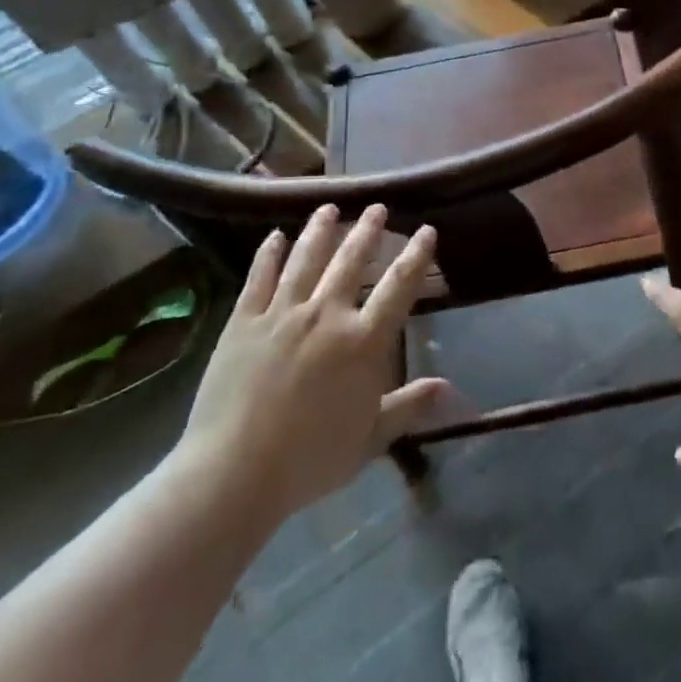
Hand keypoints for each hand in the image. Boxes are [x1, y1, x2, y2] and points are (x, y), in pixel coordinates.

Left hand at [168, 206, 448, 540]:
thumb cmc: (310, 460)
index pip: (399, 286)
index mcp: (363, 341)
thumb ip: (408, 406)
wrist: (233, 474)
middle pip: (352, 261)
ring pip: (306, 259)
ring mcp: (281, 314)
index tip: (427, 230)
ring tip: (330, 207)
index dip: (416, 256)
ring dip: (320, 230)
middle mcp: (326, 315)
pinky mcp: (243, 322)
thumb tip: (446, 387)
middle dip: (368, 231)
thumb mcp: (370, 439)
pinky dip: (268, 254)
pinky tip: (274, 236)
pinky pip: (258, 278)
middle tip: (377, 207)